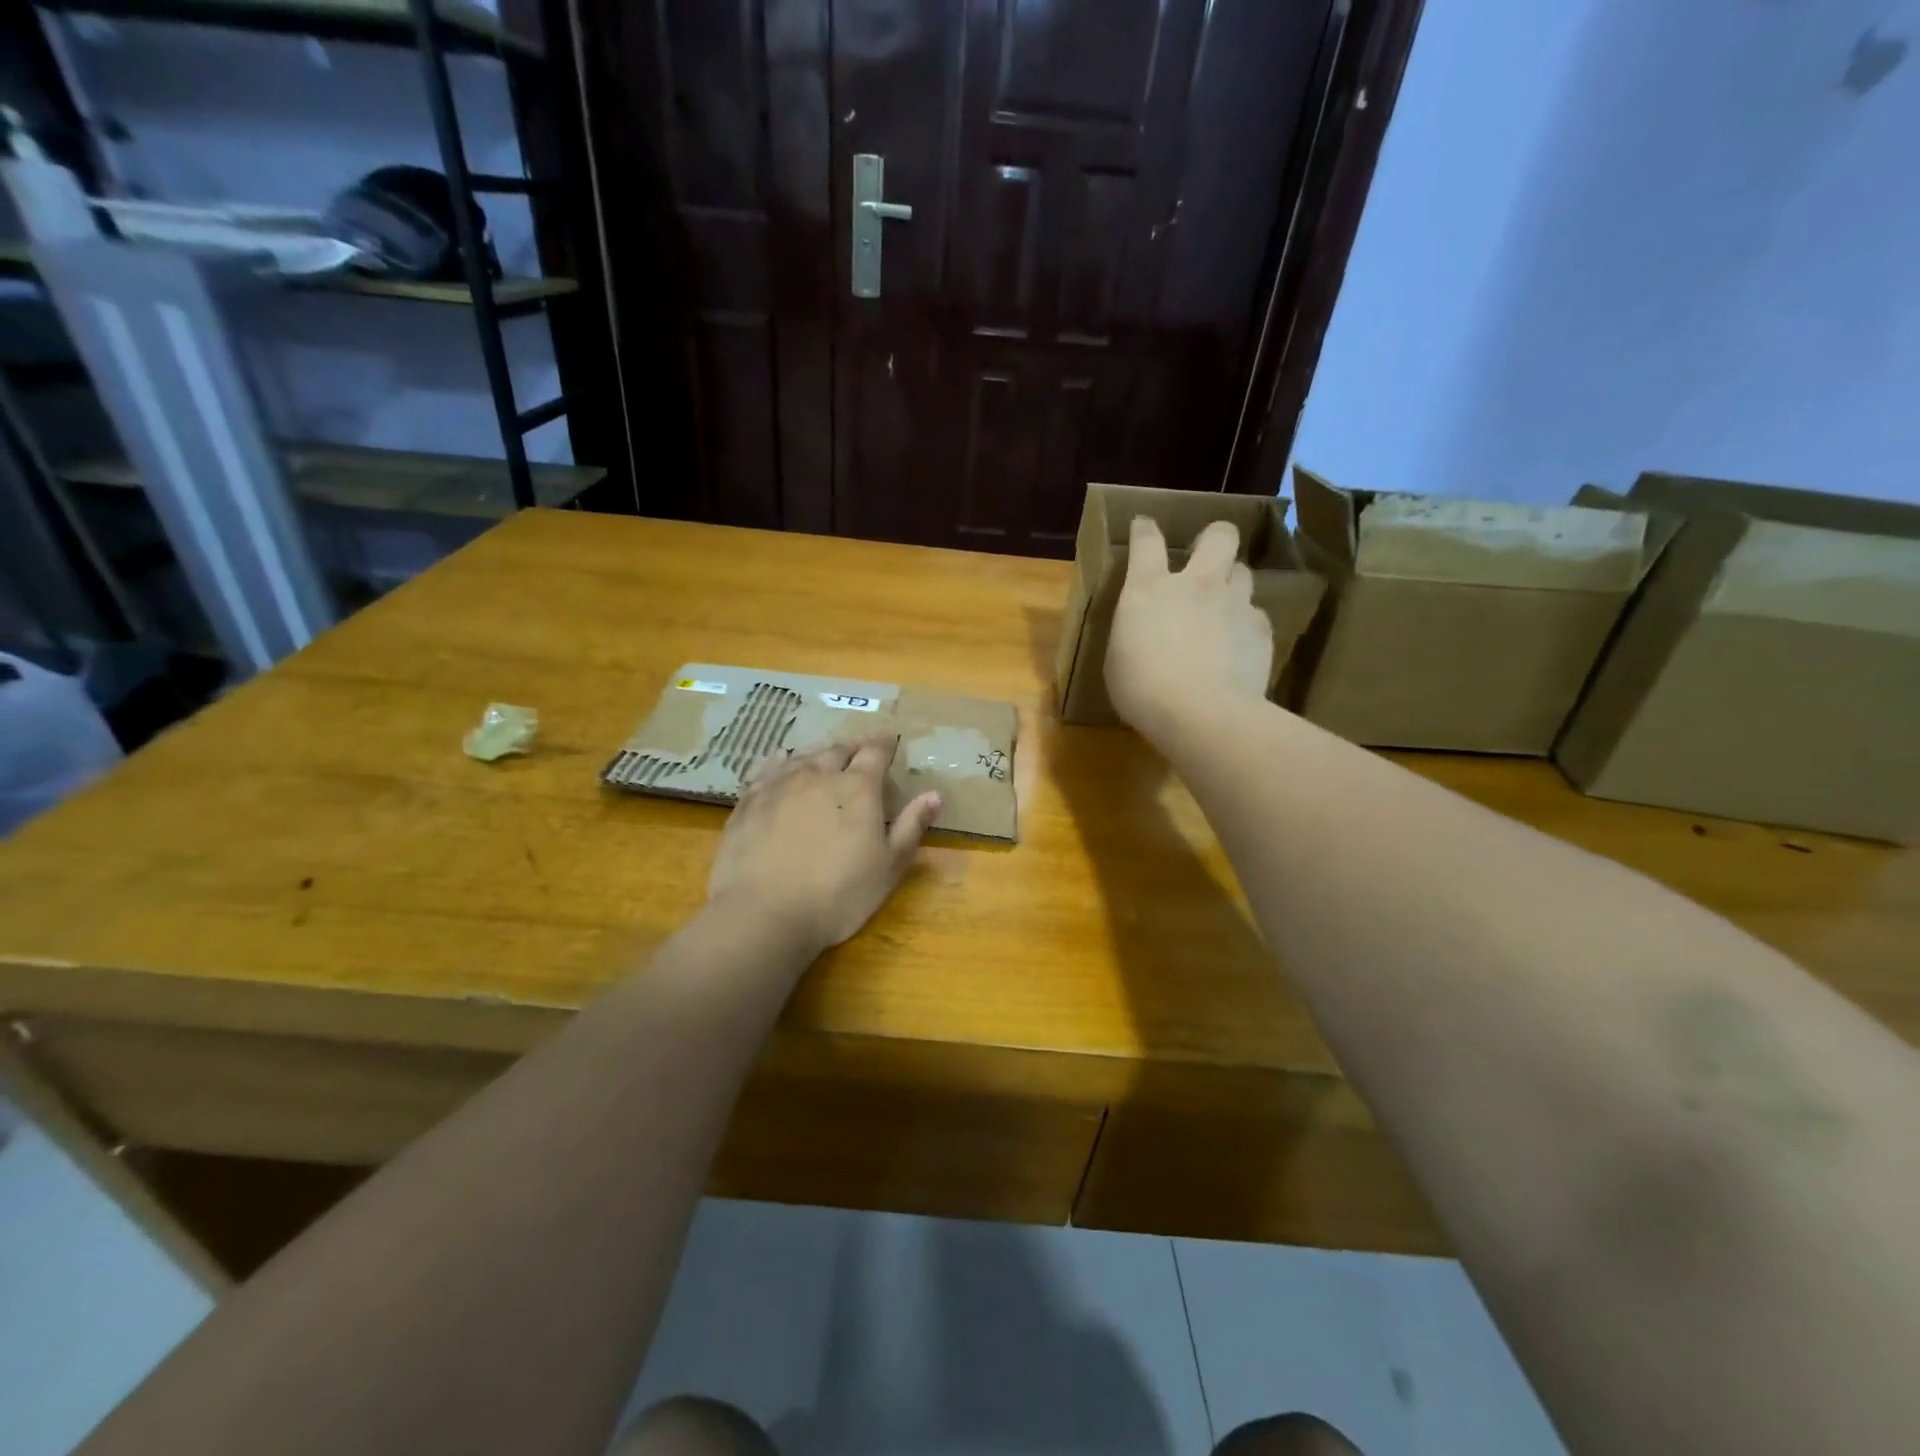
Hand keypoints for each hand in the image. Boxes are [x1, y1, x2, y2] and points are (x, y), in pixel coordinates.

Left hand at [706, 736, 941, 956]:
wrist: (765, 913)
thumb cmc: (838, 894)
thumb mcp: (889, 866)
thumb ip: (911, 826)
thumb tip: (934, 794)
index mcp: (858, 788)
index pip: (875, 752)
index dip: (885, 744)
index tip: (890, 740)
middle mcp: (818, 775)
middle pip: (838, 750)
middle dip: (853, 749)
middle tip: (859, 753)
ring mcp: (780, 785)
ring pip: (803, 757)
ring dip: (819, 755)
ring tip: (824, 759)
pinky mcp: (749, 801)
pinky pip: (767, 769)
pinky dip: (780, 761)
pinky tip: (781, 760)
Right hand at [1105, 516, 1272, 744]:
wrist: (1201, 713)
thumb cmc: (1142, 690)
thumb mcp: (1118, 659)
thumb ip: (1134, 632)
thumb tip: (1144, 630)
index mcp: (1149, 589)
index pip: (1147, 541)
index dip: (1146, 529)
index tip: (1145, 526)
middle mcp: (1196, 584)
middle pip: (1219, 536)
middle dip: (1214, 538)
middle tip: (1206, 556)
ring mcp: (1234, 603)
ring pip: (1244, 572)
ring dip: (1232, 583)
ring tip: (1224, 607)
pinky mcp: (1261, 629)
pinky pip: (1256, 614)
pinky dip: (1246, 625)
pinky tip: (1238, 646)